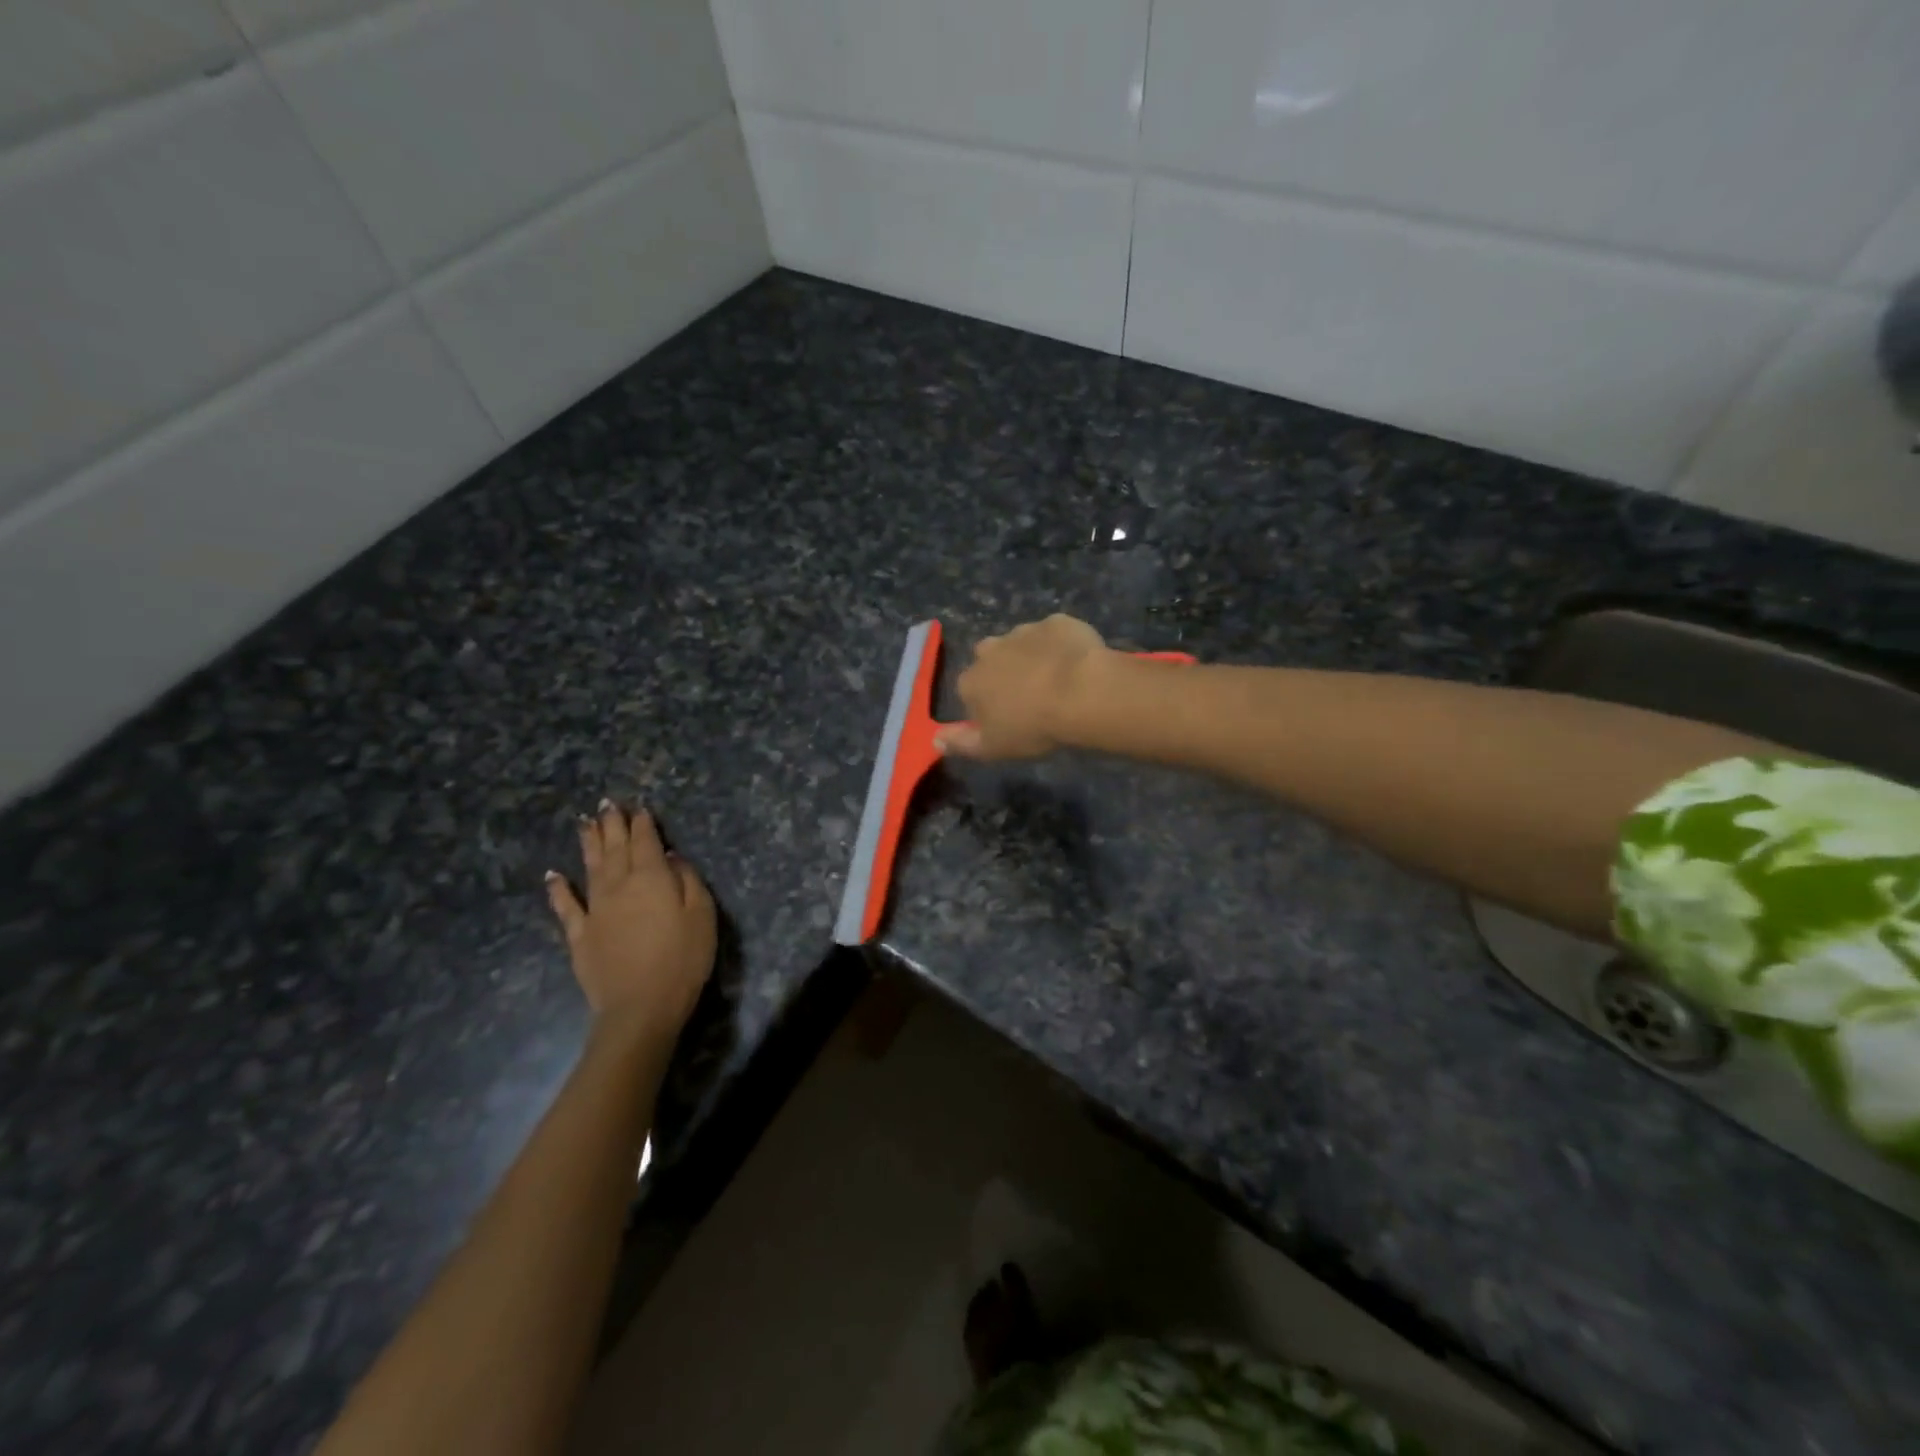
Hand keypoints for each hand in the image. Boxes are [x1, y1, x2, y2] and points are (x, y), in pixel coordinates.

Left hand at [546, 800, 715, 1042]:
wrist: (640, 1007)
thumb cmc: (682, 959)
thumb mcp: (702, 916)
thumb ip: (688, 881)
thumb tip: (672, 857)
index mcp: (652, 878)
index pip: (646, 842)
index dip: (642, 823)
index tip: (639, 808)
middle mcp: (619, 885)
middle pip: (615, 848)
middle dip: (612, 824)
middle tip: (607, 803)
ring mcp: (595, 909)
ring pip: (590, 867)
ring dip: (588, 843)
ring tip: (584, 822)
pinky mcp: (579, 935)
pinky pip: (565, 906)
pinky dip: (558, 888)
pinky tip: (552, 875)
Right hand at [935, 614, 1111, 760]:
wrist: (1082, 692)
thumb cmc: (1033, 726)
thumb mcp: (993, 748)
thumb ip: (961, 743)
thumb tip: (934, 739)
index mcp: (971, 681)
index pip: (969, 691)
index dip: (987, 704)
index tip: (1007, 718)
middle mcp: (990, 650)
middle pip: (991, 660)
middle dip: (1005, 673)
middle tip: (1031, 696)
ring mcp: (1023, 631)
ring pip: (1022, 643)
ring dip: (1032, 656)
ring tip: (1058, 680)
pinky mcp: (1056, 622)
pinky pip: (1054, 634)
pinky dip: (1061, 645)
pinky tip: (1077, 663)